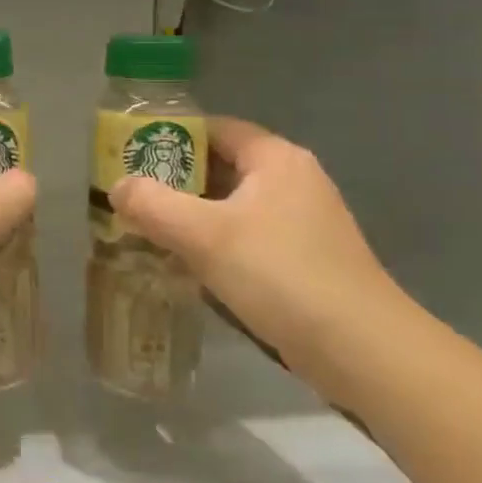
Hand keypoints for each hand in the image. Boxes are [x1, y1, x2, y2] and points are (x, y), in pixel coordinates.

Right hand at [109, 117, 412, 397]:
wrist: (364, 353)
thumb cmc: (281, 275)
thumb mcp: (203, 235)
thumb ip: (152, 204)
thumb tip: (117, 187)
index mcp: (276, 159)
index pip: (213, 128)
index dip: (169, 137)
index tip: (130, 156)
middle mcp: (294, 181)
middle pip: (220, 166)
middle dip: (174, 181)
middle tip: (131, 196)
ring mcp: (304, 223)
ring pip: (231, 206)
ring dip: (191, 216)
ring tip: (147, 229)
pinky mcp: (305, 260)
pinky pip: (247, 237)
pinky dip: (215, 243)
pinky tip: (187, 265)